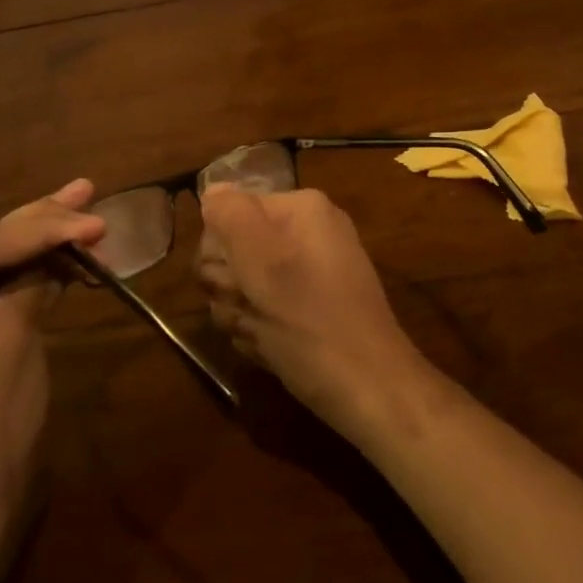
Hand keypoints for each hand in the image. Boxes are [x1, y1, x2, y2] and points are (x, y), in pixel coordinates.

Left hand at [0, 179, 104, 537]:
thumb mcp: (9, 347)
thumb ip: (32, 284)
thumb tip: (67, 244)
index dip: (41, 229)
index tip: (94, 220)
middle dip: (37, 223)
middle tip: (85, 191)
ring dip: (34, 240)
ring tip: (79, 204)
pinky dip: (22, 271)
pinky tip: (56, 248)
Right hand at [197, 185, 431, 438]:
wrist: (369, 390)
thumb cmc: (311, 322)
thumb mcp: (264, 261)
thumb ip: (232, 215)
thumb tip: (212, 191)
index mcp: (301, 209)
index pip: (228, 211)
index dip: (220, 250)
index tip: (235, 281)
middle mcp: (306, 233)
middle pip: (233, 250)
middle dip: (230, 286)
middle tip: (251, 309)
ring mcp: (309, 272)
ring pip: (242, 285)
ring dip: (240, 313)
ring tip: (265, 333)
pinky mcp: (307, 307)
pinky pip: (262, 310)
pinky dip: (259, 331)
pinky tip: (273, 348)